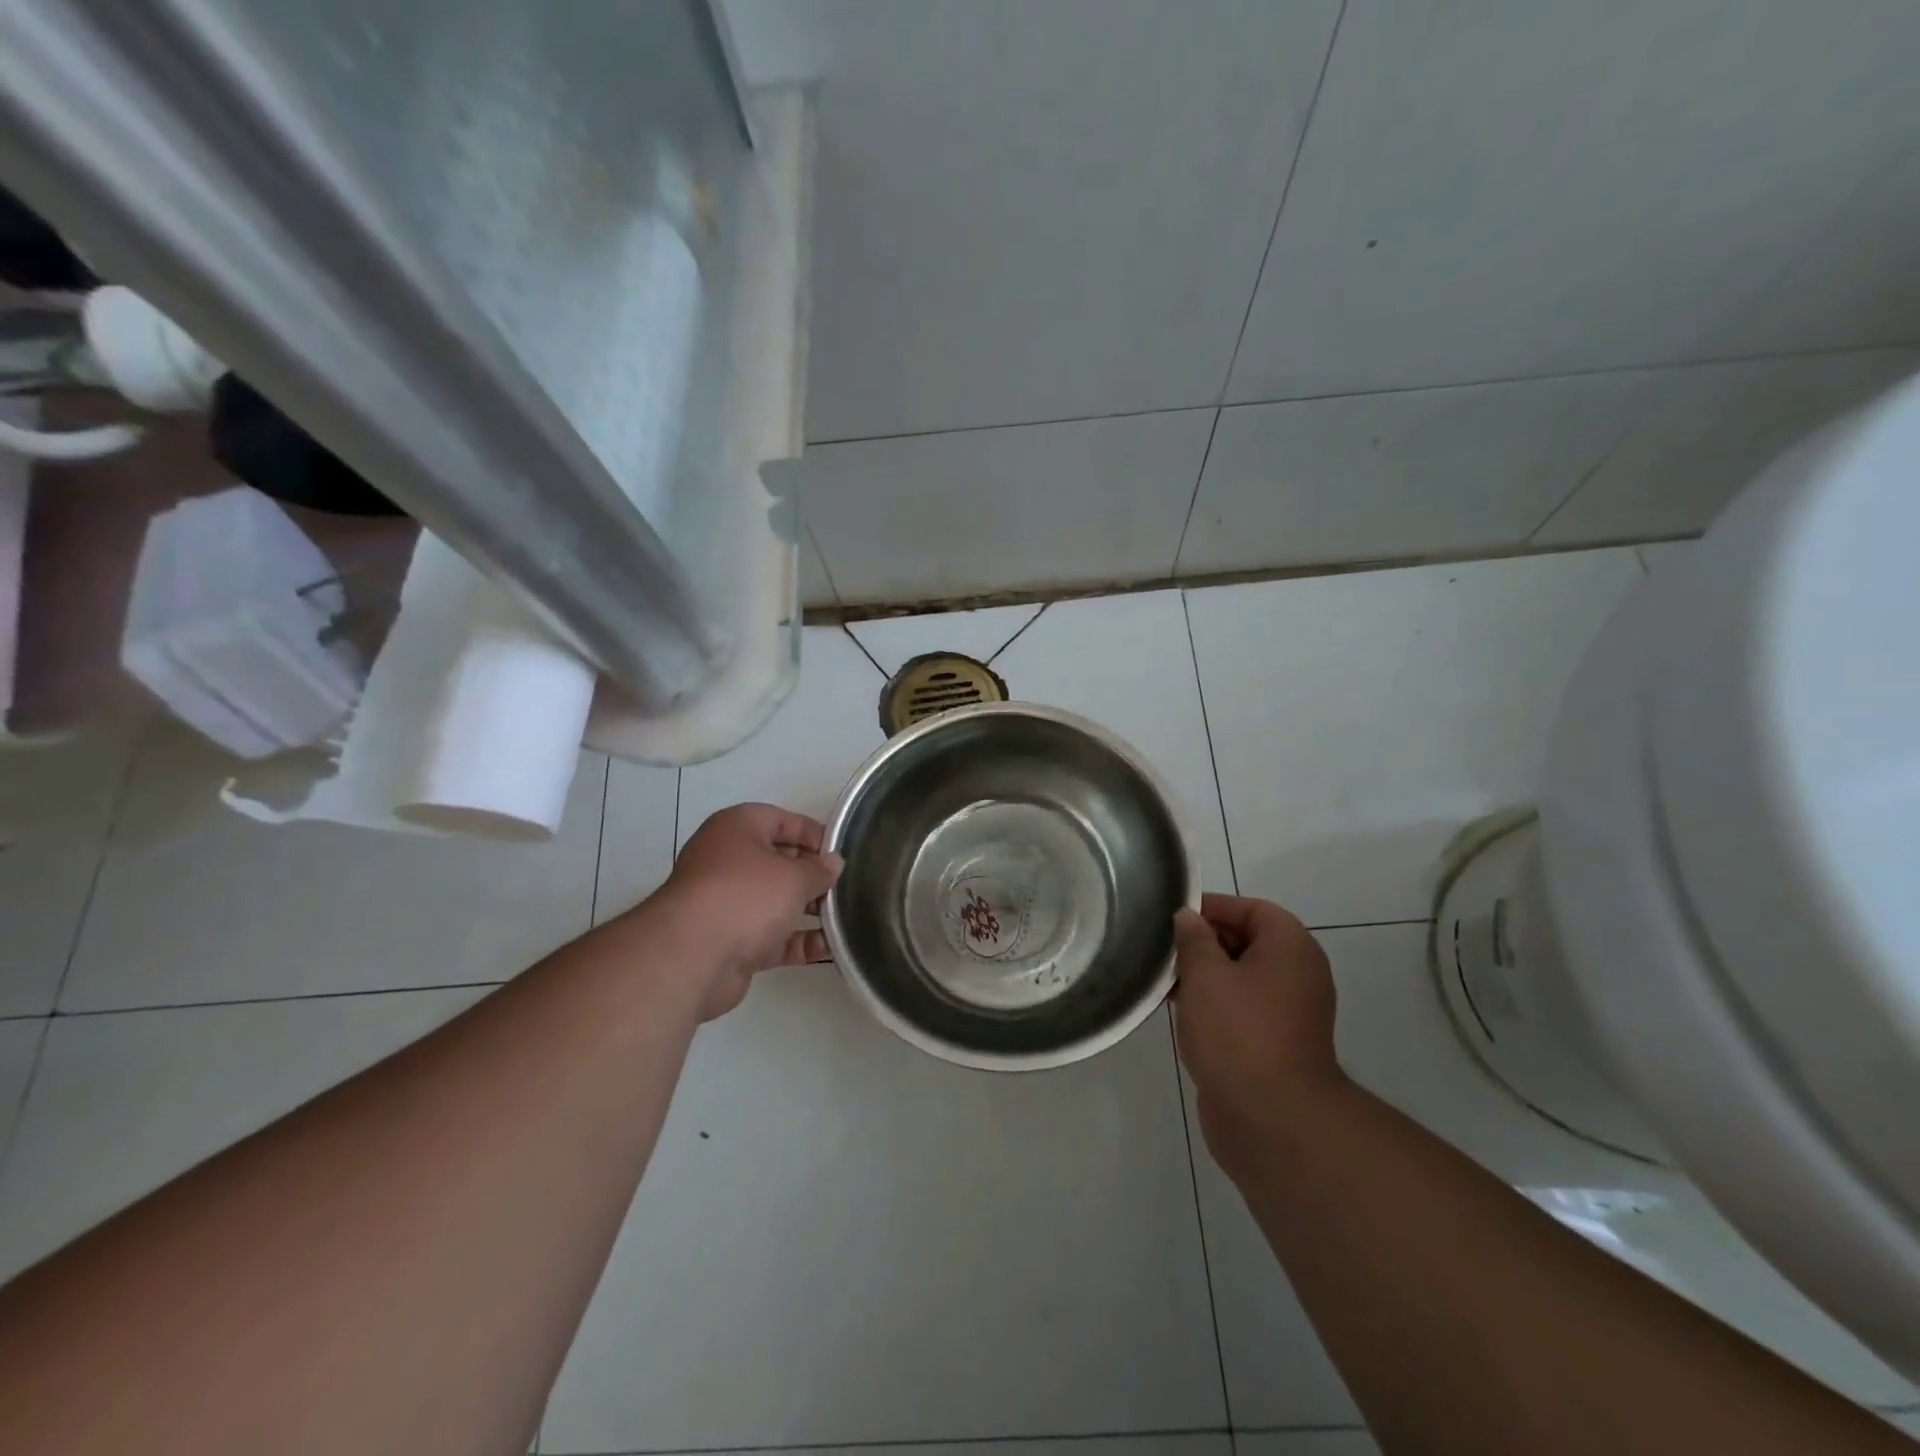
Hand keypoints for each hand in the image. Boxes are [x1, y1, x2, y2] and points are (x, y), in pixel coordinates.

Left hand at [660, 802, 843, 1019]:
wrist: (692, 957)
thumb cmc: (745, 896)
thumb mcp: (793, 876)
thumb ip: (819, 870)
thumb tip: (834, 864)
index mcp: (736, 829)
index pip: (781, 820)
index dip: (813, 833)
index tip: (841, 852)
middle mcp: (727, 861)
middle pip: (778, 861)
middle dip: (812, 875)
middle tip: (845, 886)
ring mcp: (726, 903)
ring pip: (775, 901)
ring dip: (808, 909)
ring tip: (844, 916)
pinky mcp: (730, 941)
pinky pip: (772, 936)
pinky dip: (797, 941)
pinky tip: (829, 948)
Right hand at [1172, 893, 1344, 1178]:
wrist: (1270, 1118)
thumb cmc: (1238, 1032)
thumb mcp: (1206, 975)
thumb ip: (1193, 939)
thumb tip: (1188, 918)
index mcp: (1291, 948)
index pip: (1251, 909)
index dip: (1212, 907)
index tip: (1172, 916)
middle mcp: (1297, 975)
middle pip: (1246, 941)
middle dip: (1203, 942)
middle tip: (1162, 949)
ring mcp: (1289, 1013)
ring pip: (1240, 978)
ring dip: (1203, 977)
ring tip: (1163, 981)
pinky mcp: (1275, 1045)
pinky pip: (1241, 1010)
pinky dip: (1213, 1005)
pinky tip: (1178, 1012)